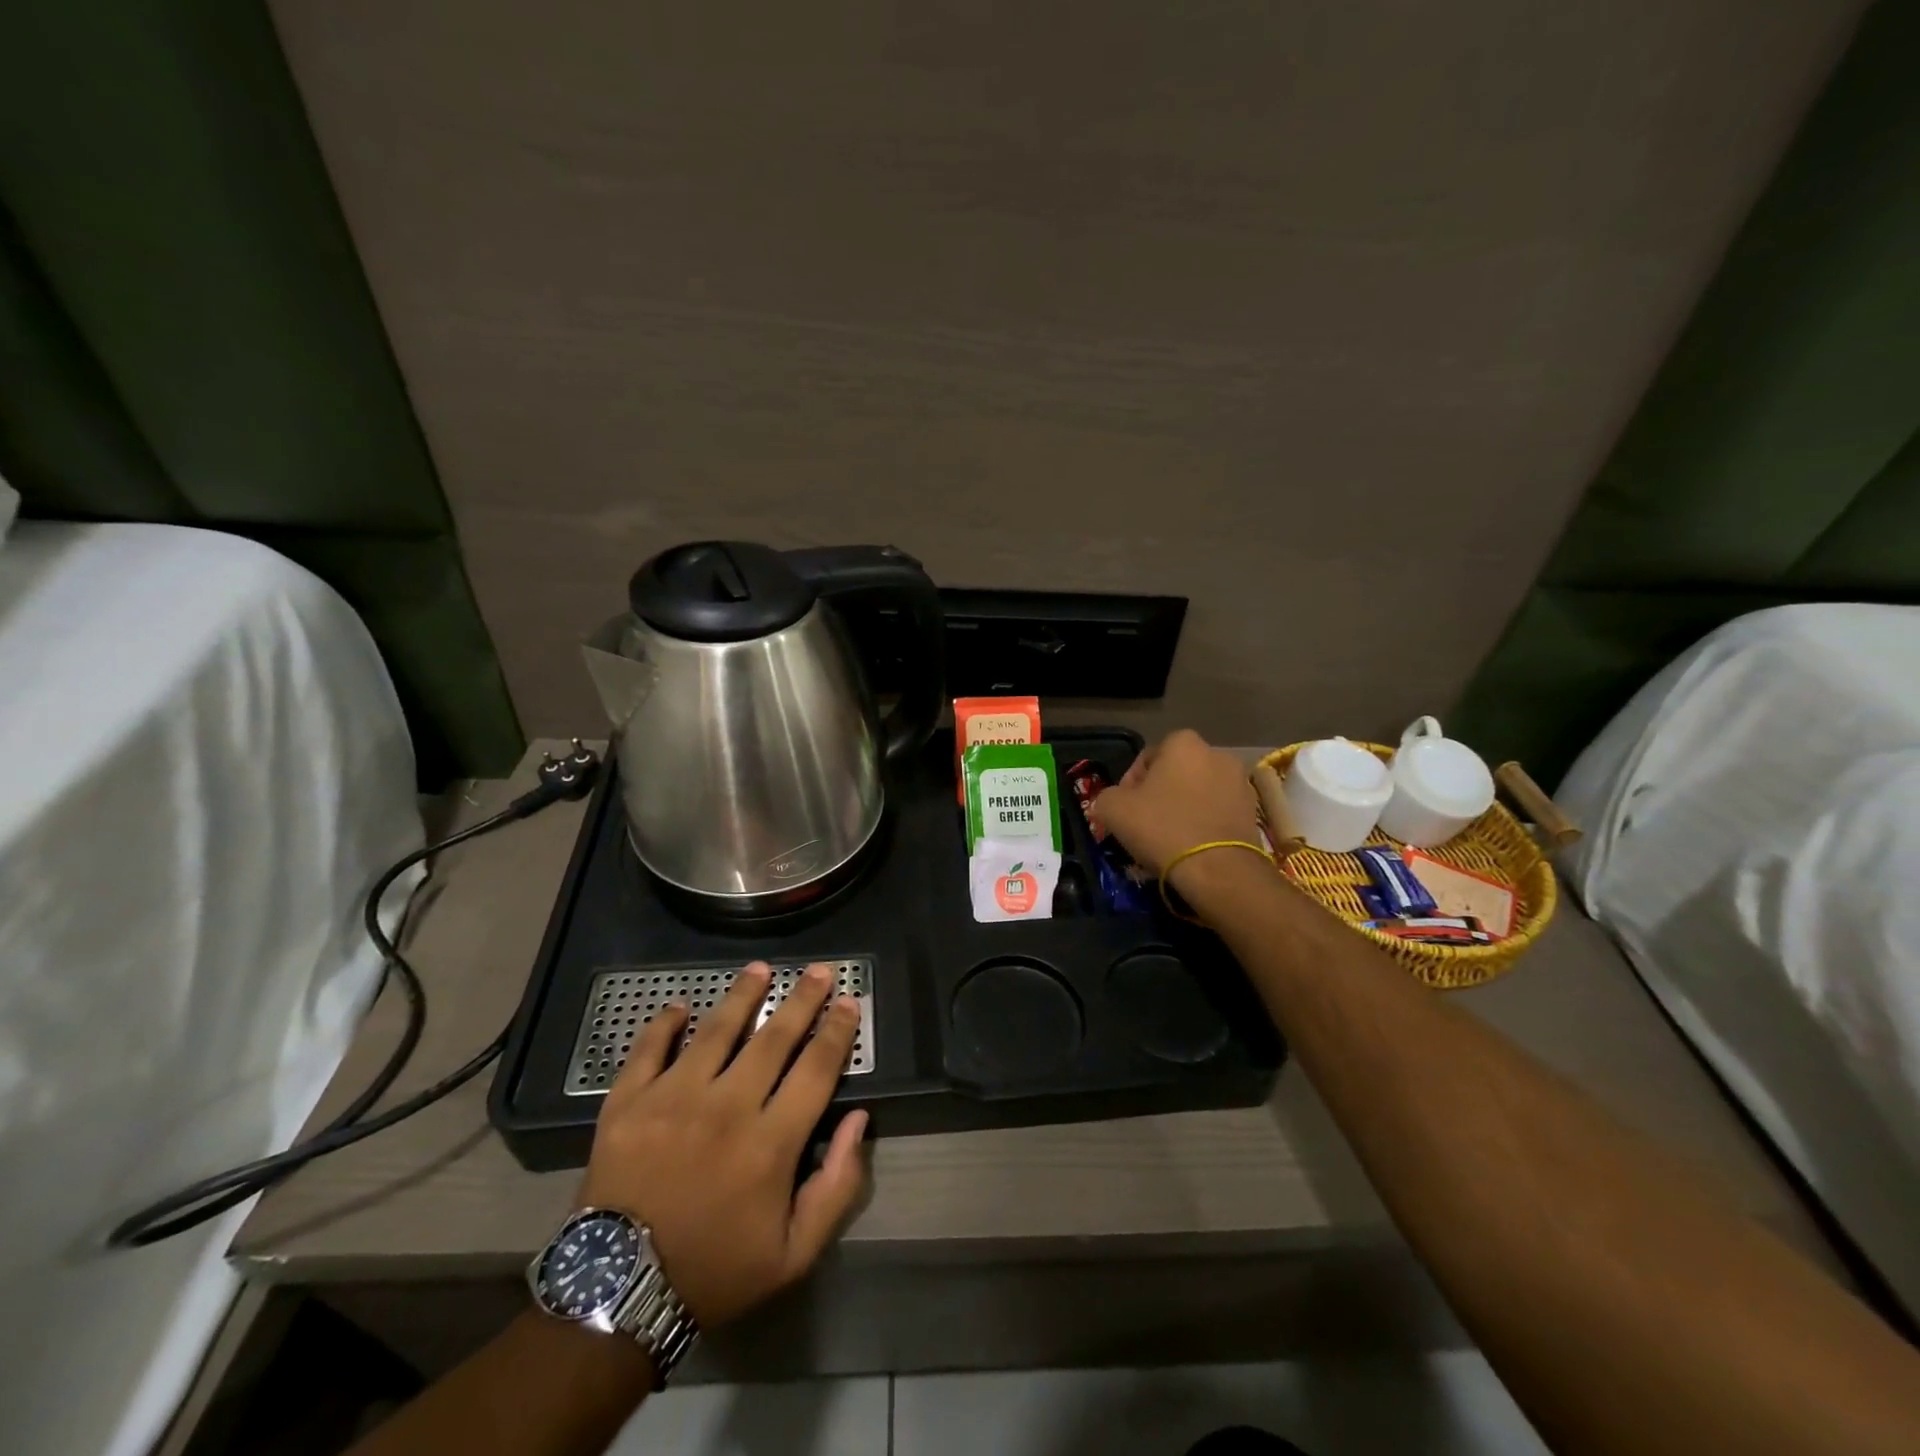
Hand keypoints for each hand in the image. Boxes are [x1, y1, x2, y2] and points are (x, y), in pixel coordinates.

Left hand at [576, 963, 868, 1328]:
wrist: (616, 1297)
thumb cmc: (714, 1271)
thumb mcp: (793, 1253)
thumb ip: (836, 1187)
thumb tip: (859, 1121)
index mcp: (770, 1142)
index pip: (816, 1068)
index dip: (838, 1031)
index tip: (849, 1002)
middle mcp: (726, 1106)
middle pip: (774, 1037)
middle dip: (802, 999)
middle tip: (819, 970)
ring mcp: (673, 1099)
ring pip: (717, 1030)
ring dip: (742, 995)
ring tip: (759, 968)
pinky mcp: (627, 1103)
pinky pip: (648, 1049)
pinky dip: (664, 1023)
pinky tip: (680, 1006)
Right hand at [1092, 729, 1260, 888]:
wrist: (1218, 869)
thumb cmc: (1162, 827)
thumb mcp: (1113, 808)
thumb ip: (1108, 795)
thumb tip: (1115, 801)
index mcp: (1183, 743)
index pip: (1146, 758)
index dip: (1130, 784)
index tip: (1124, 809)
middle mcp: (1217, 754)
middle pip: (1175, 774)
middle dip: (1159, 794)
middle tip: (1143, 824)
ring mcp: (1240, 783)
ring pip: (1198, 794)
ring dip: (1183, 809)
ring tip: (1167, 839)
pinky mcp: (1253, 812)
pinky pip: (1217, 813)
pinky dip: (1203, 824)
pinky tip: (1191, 847)